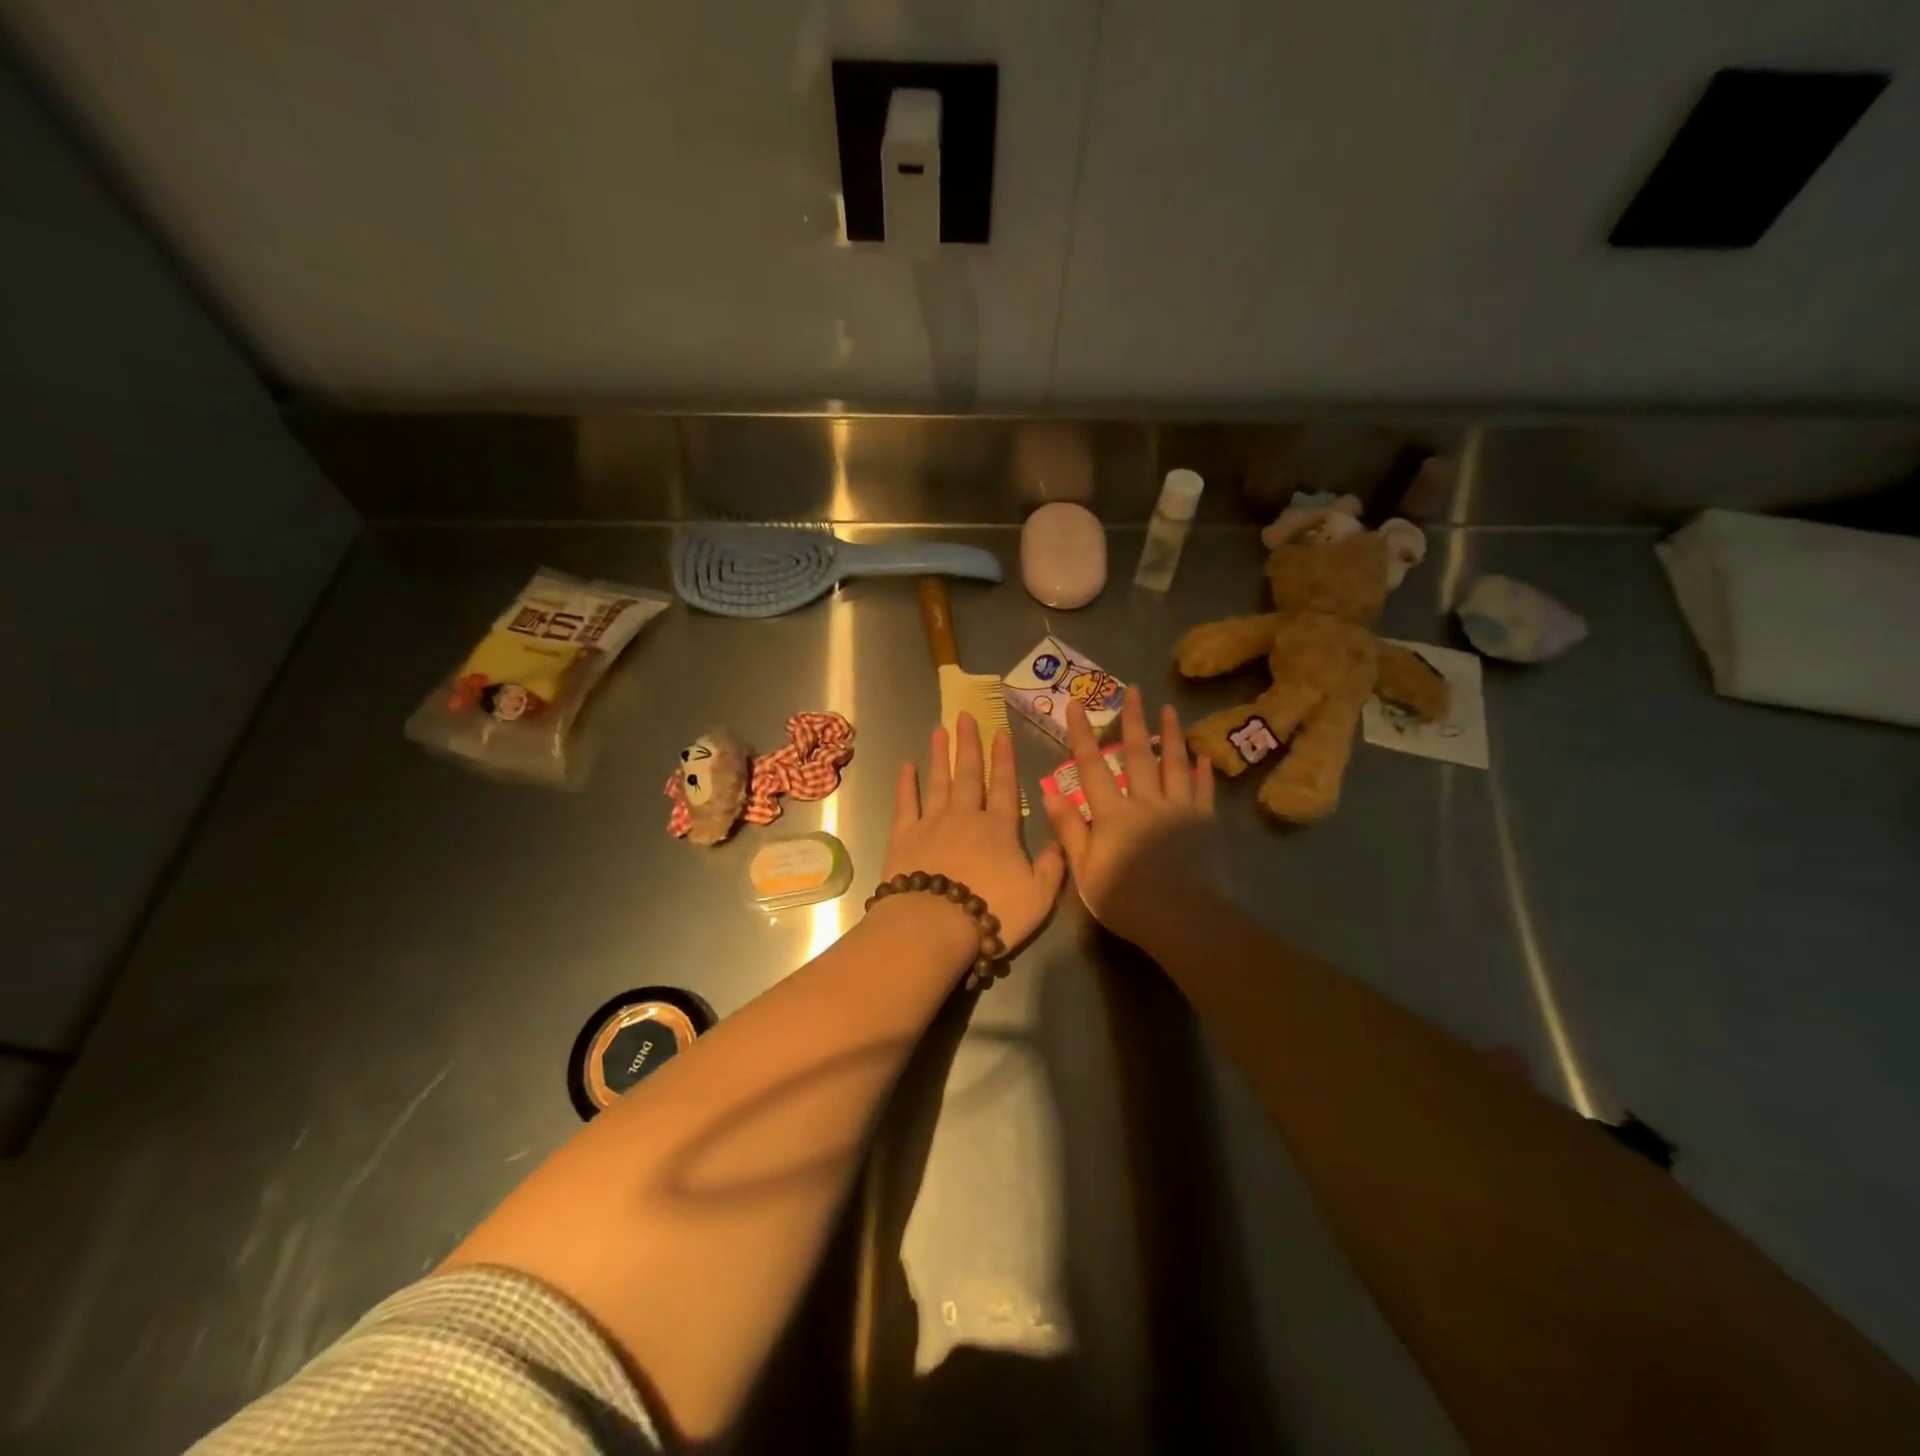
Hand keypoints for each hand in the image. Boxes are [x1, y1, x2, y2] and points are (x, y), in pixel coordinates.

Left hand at [881, 712, 1067, 981]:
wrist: (935, 926)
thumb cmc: (992, 912)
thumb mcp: (1039, 897)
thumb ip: (1051, 867)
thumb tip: (1059, 843)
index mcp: (1000, 829)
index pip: (1006, 786)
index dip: (1005, 759)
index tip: (1001, 733)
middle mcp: (967, 817)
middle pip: (970, 774)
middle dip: (969, 744)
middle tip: (965, 715)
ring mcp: (932, 823)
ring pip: (939, 781)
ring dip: (940, 755)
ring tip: (940, 730)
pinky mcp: (904, 837)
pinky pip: (906, 804)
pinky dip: (906, 784)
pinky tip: (906, 766)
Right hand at [1042, 687, 1214, 946]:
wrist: (1184, 920)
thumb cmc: (1127, 900)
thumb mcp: (1085, 870)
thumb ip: (1070, 830)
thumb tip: (1051, 793)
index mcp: (1113, 814)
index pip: (1092, 766)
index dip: (1082, 734)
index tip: (1076, 705)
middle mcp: (1146, 802)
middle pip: (1138, 755)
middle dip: (1133, 720)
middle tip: (1133, 690)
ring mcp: (1179, 810)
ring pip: (1174, 764)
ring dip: (1171, 735)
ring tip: (1169, 710)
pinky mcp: (1205, 823)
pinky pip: (1204, 791)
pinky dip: (1203, 771)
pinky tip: (1203, 755)